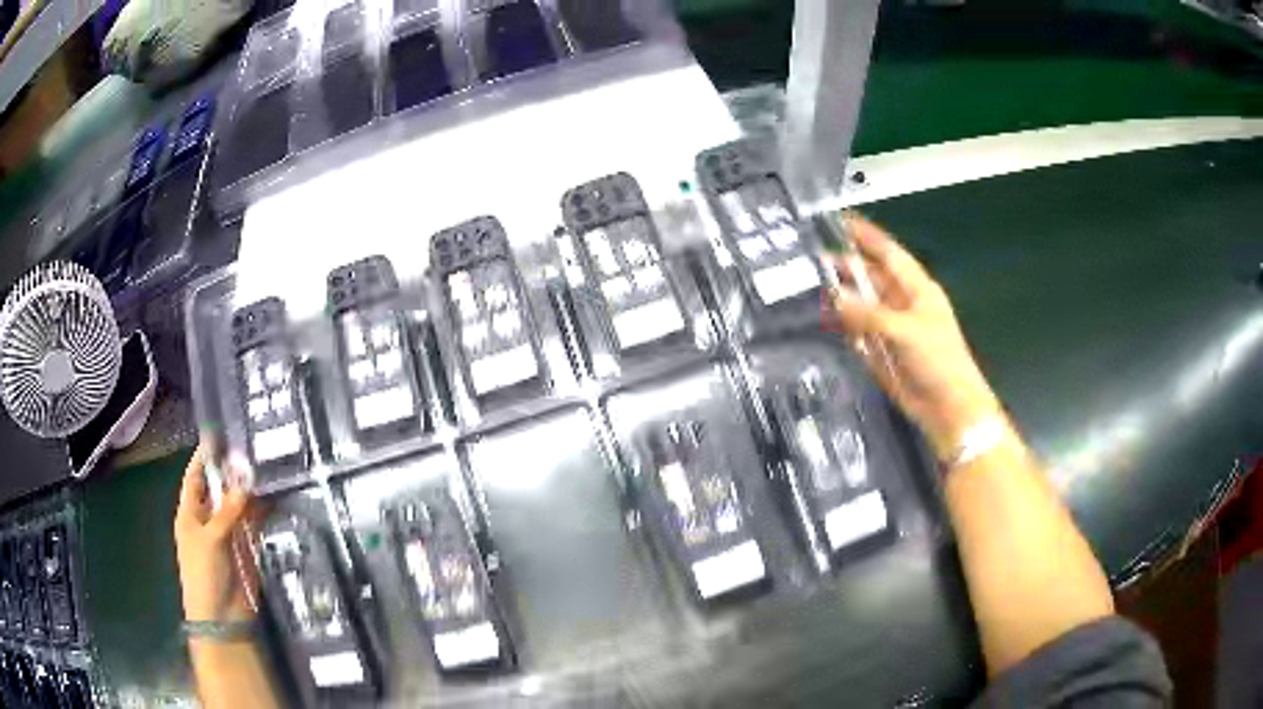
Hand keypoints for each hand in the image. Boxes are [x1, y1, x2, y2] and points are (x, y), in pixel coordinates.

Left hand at [174, 438, 258, 623]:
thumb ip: (228, 511)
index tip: (219, 435)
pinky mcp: (247, 547)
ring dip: (250, 490)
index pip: (195, 477)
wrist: (222, 616)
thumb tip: (244, 481)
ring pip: (239, 504)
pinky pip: (254, 524)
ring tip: (268, 465)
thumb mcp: (211, 539)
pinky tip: (275, 495)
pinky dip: (263, 511)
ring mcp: (229, 533)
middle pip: (220, 488)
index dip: (204, 457)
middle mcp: (209, 518)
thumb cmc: (204, 573)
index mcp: (191, 513)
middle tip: (252, 447)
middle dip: (232, 471)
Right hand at [823, 214, 1001, 459]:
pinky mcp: (882, 352)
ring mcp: (892, 328)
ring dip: (841, 296)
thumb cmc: (939, 360)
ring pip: (862, 304)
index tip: (841, 220)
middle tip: (813, 259)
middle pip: (871, 277)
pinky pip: (858, 332)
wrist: (948, 407)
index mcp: (917, 289)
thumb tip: (834, 298)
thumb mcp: (905, 330)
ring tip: (811, 286)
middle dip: (846, 267)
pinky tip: (825, 319)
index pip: (889, 253)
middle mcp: (903, 303)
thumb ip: (868, 314)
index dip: (867, 236)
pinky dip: (843, 326)